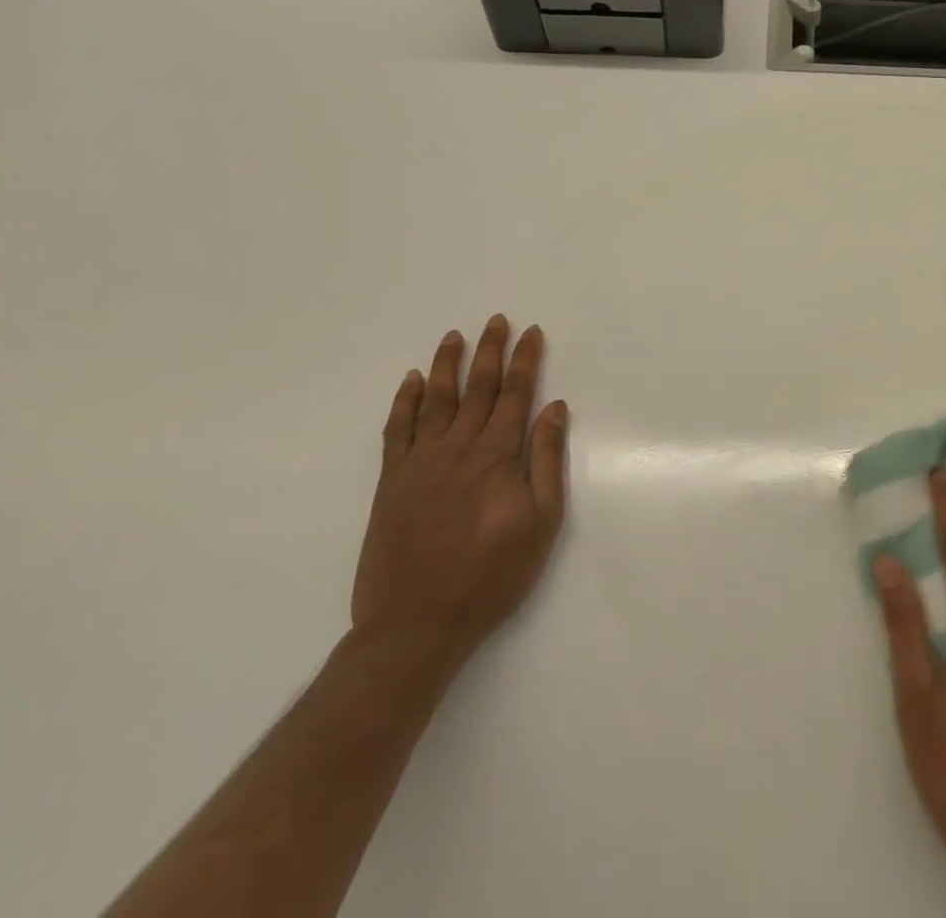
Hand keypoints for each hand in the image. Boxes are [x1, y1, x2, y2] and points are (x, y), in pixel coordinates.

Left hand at [351, 315, 568, 677]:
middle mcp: (457, 448)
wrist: (415, 624)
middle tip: (496, 321)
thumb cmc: (491, 575)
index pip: (516, 395)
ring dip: (446, 365)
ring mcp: (419, 462)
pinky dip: (404, 402)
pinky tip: (410, 382)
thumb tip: (555, 408)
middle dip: (490, 351)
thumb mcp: (541, 522)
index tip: (532, 333)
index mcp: (496, 456)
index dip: (526, 361)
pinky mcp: (391, 482)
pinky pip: (397, 430)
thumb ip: (547, 460)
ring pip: (435, 400)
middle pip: (478, 388)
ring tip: (454, 336)